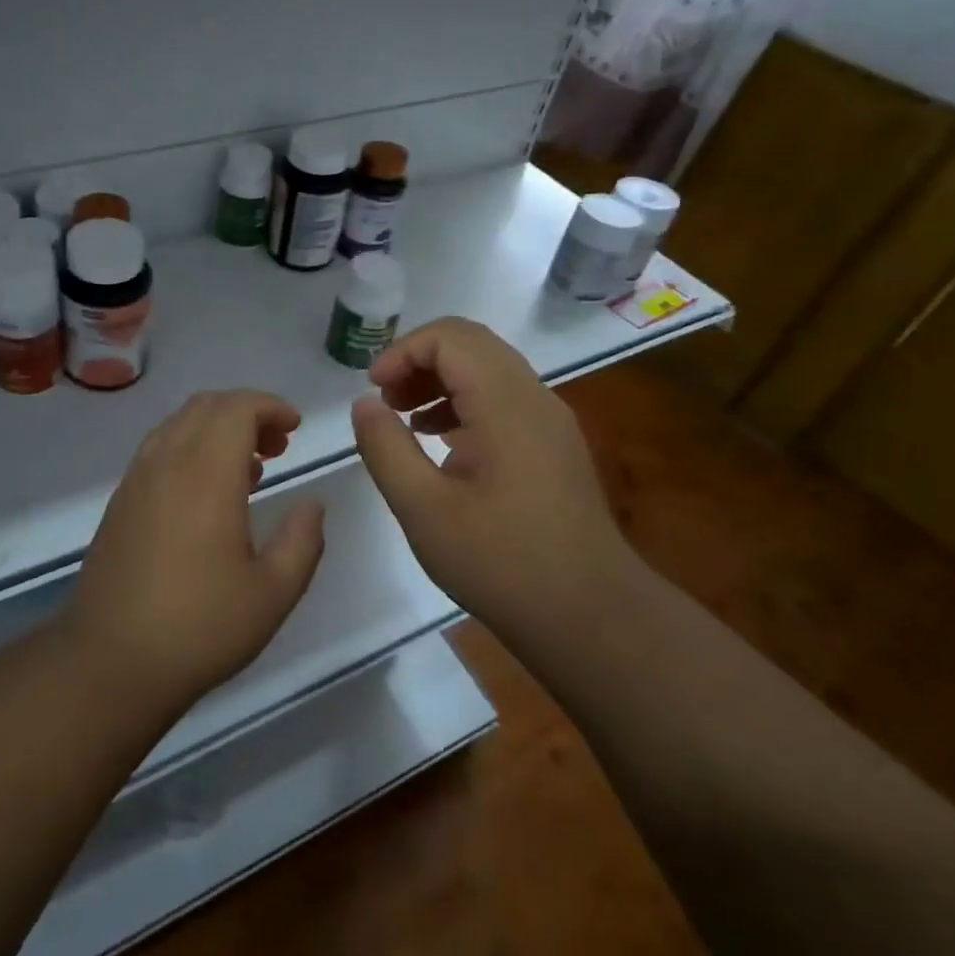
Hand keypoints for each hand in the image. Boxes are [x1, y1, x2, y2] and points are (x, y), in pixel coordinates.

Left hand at [65, 390, 326, 706]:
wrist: (109, 662)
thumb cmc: (199, 627)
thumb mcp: (272, 593)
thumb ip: (302, 540)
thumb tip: (312, 504)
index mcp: (206, 474)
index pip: (237, 408)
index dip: (270, 406)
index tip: (295, 428)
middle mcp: (167, 462)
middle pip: (206, 406)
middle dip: (247, 412)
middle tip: (278, 445)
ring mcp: (137, 480)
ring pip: (178, 424)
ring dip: (216, 428)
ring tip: (249, 468)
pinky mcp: (120, 501)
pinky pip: (159, 449)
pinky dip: (190, 447)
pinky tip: (207, 494)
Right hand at [350, 317, 633, 624]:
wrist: (591, 617)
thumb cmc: (501, 562)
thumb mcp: (423, 509)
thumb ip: (386, 448)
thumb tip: (363, 404)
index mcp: (506, 404)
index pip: (451, 338)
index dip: (403, 351)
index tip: (372, 391)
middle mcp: (534, 398)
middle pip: (471, 345)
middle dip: (418, 361)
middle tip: (384, 401)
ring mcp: (549, 422)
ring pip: (488, 370)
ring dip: (440, 380)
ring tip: (404, 419)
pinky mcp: (553, 445)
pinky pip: (503, 400)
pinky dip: (463, 404)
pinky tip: (440, 444)